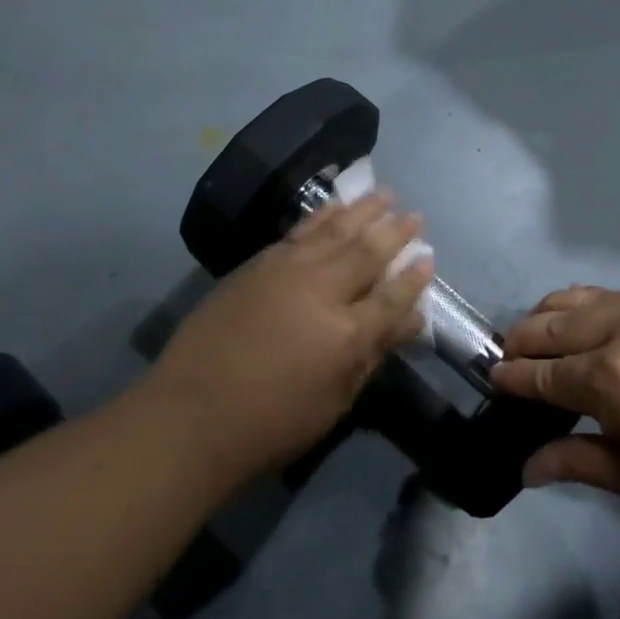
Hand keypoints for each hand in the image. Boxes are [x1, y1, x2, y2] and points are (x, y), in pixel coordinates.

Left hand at [150, 193, 433, 480]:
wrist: (190, 416)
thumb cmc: (271, 424)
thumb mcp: (335, 402)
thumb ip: (374, 355)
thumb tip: (410, 320)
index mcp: (346, 334)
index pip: (393, 297)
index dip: (414, 278)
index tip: (429, 258)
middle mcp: (322, 292)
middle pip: (368, 253)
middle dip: (396, 232)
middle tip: (416, 216)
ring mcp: (288, 271)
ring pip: (336, 231)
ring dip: (364, 211)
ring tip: (385, 194)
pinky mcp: (259, 264)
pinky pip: (301, 231)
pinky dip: (323, 215)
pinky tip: (336, 206)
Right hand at [491, 288, 619, 537]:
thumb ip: (577, 463)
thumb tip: (525, 468)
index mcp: (611, 379)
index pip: (542, 373)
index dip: (512, 378)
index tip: (492, 380)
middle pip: (552, 323)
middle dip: (523, 340)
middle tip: (509, 357)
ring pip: (581, 298)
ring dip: (551, 314)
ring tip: (541, 335)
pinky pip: (616, 294)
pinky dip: (589, 307)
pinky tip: (591, 327)